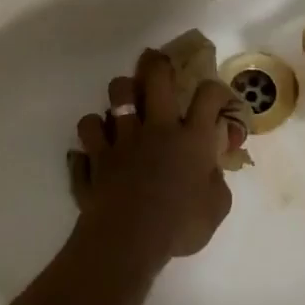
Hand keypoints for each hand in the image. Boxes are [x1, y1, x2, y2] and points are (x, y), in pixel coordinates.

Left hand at [72, 49, 235, 264]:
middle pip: (156, 78)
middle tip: (159, 65)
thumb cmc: (179, 226)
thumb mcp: (216, 209)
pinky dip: (91, 134)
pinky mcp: (96, 155)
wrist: (128, 240)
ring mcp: (122, 138)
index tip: (216, 97)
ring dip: (121, 93)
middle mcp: (156, 128)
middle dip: (158, 65)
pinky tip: (96, 143)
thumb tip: (212, 172)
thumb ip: (216, 184)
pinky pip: (87, 131)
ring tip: (124, 102)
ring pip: (117, 94)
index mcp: (191, 138)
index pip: (208, 96)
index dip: (215, 89)